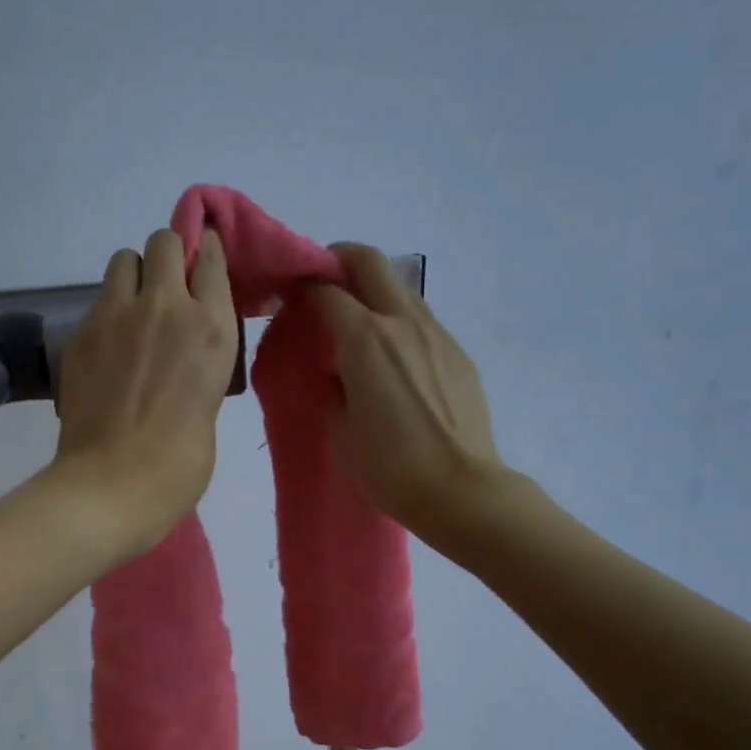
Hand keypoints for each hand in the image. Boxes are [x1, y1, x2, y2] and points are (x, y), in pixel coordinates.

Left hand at [48, 227, 239, 558]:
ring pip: (124, 259)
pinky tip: (109, 348)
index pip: (210, 258)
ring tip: (134, 314)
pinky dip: (108, 312)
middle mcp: (166, 307)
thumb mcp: (209, 404)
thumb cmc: (177, 465)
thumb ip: (200, 361)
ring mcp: (117, 316)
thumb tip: (182, 349)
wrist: (111, 486)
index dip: (205, 253)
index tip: (202, 261)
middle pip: (163, 242)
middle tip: (167, 292)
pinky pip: (99, 300)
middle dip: (167, 258)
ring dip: (134, 277)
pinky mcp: (81, 332)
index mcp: (211, 329)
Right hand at [311, 244, 508, 541]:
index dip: (302, 286)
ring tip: (360, 326)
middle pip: (369, 261)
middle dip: (340, 259)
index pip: (326, 290)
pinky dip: (400, 324)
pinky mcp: (458, 354)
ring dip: (374, 292)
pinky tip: (395, 361)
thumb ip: (332, 388)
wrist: (461, 490)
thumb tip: (337, 371)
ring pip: (400, 289)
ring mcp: (437, 334)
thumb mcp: (341, 431)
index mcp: (365, 339)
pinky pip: (422, 322)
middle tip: (324, 281)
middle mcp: (402, 322)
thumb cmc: (390, 467)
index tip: (289, 297)